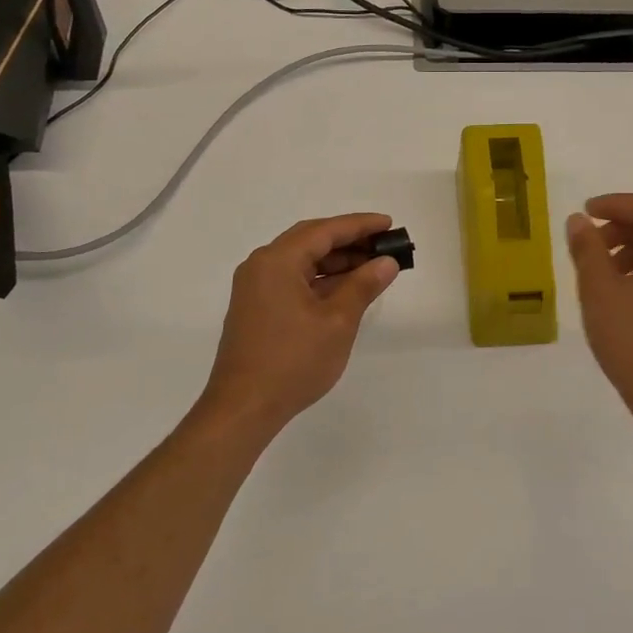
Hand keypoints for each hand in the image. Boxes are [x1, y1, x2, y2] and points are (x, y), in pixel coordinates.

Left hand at [196, 213, 401, 441]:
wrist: (244, 408)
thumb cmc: (293, 361)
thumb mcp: (337, 322)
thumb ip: (363, 286)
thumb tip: (386, 263)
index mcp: (277, 261)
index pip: (324, 231)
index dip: (359, 225)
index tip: (389, 224)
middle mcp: (262, 266)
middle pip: (310, 241)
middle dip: (349, 241)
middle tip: (383, 245)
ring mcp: (256, 288)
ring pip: (302, 262)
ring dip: (336, 262)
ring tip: (372, 267)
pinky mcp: (257, 308)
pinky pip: (293, 280)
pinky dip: (321, 280)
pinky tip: (346, 290)